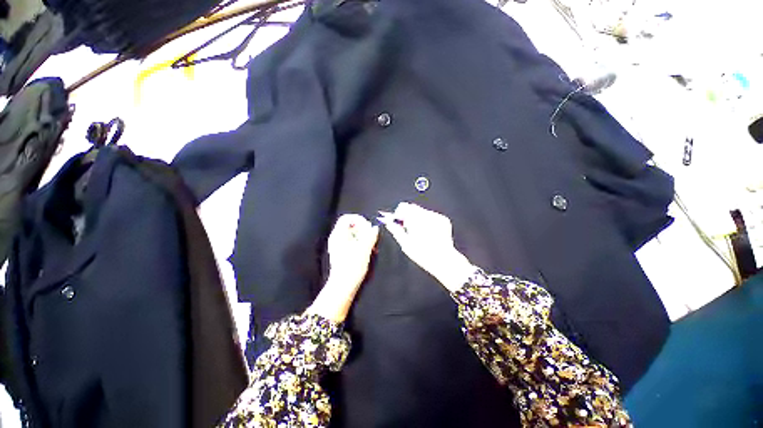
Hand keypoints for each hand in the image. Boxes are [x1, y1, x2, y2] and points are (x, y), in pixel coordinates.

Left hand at [306, 214, 378, 321]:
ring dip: (363, 236)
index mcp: (339, 235)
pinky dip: (360, 243)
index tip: (368, 226)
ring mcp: (338, 245)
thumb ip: (370, 236)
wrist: (343, 285)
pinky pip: (351, 242)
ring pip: (352, 234)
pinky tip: (367, 250)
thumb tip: (375, 228)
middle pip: (350, 225)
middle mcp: (336, 238)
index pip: (346, 218)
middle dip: (362, 229)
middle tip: (371, 236)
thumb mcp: (364, 249)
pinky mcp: (341, 253)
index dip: (358, 219)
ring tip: (371, 244)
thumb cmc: (352, 267)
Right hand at [378, 203, 475, 292]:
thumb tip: (388, 222)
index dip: (399, 213)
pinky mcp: (444, 220)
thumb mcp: (405, 243)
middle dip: (409, 216)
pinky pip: (432, 216)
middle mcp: (427, 215)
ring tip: (420, 233)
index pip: (404, 207)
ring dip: (419, 219)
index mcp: (416, 219)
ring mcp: (437, 216)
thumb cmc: (422, 254)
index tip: (397, 220)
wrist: (443, 260)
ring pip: (423, 212)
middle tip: (407, 228)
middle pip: (414, 208)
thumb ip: (395, 230)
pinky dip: (428, 222)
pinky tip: (429, 233)